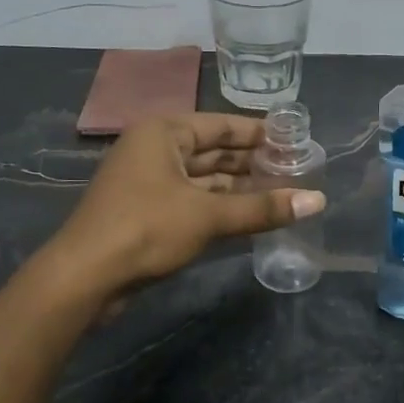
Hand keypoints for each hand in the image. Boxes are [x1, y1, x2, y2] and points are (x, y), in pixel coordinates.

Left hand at [50, 113, 324, 295]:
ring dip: (239, 187)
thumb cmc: (145, 229)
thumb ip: (263, 207)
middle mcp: (155, 149)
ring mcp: (149, 181)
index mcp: (164, 132)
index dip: (261, 133)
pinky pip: (193, 199)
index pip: (223, 125)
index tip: (296, 141)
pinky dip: (221, 206)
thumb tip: (319, 200)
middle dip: (253, 162)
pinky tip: (251, 215)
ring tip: (282, 193)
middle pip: (214, 151)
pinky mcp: (147, 211)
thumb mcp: (208, 216)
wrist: (85, 277)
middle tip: (296, 170)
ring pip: (204, 178)